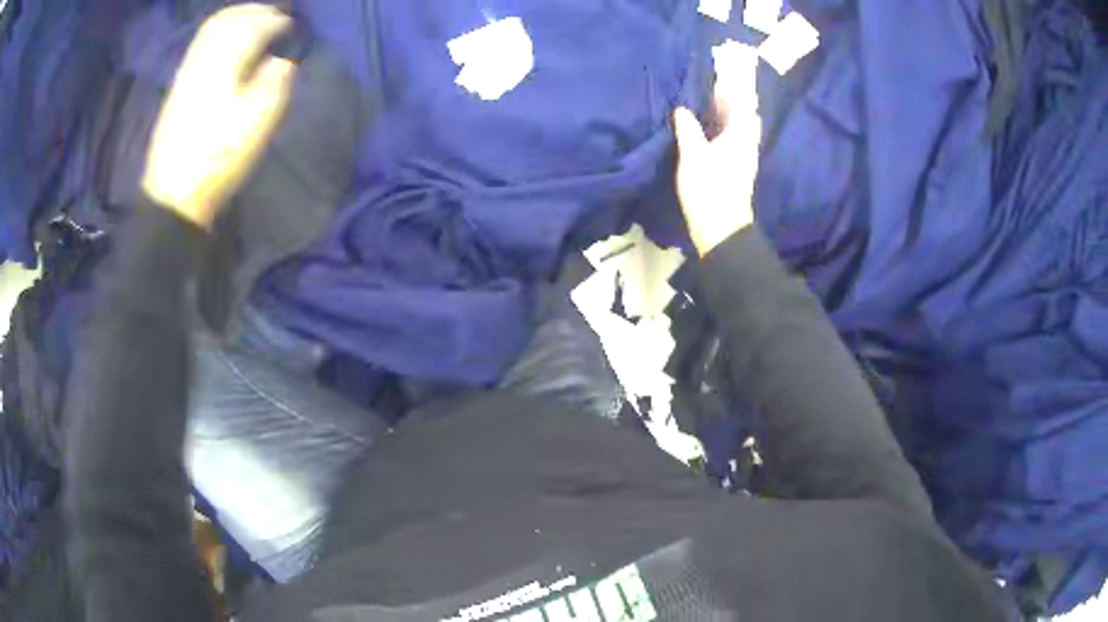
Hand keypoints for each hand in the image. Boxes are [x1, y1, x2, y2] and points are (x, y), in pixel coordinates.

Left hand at [141, 4, 297, 227]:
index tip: (295, 30)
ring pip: (214, 26)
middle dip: (259, 12)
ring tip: (257, 24)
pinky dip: (220, 32)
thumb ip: (277, 79)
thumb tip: (282, 59)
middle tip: (278, 19)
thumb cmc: (219, 158)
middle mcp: (205, 56)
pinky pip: (201, 43)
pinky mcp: (179, 84)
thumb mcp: (258, 121)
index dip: (280, 22)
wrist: (174, 194)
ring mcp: (188, 69)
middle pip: (233, 16)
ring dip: (239, 18)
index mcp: (227, 61)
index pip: (258, 24)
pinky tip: (230, 43)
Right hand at [674, 42, 761, 256]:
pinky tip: (703, 129)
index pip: (742, 104)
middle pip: (741, 115)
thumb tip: (682, 109)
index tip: (719, 72)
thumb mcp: (694, 156)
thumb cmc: (710, 190)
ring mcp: (742, 158)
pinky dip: (719, 129)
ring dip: (723, 114)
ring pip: (735, 128)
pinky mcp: (734, 170)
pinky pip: (729, 140)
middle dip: (728, 99)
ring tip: (702, 102)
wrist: (721, 229)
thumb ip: (688, 129)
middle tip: (707, 84)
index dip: (732, 88)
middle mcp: (746, 144)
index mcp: (740, 136)